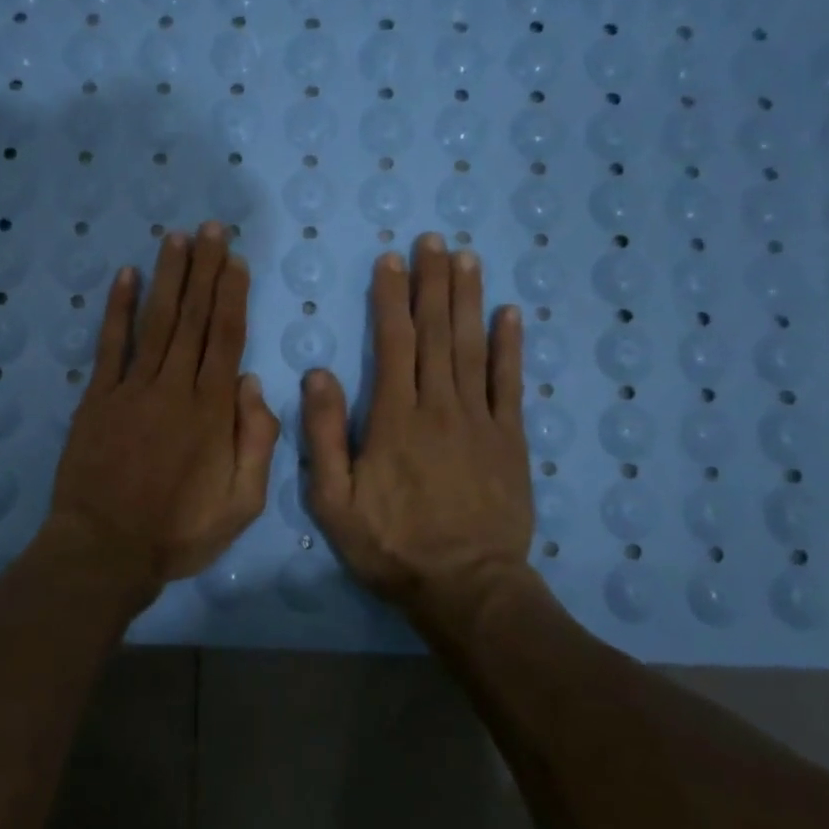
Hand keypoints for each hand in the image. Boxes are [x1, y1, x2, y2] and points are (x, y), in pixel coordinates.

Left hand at [50, 221, 279, 589]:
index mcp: (211, 411)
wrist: (105, 550)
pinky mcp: (97, 398)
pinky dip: (118, 309)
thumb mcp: (242, 503)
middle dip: (205, 269)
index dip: (231, 295)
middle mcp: (173, 387)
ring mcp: (131, 389)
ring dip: (168, 276)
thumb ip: (257, 441)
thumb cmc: (179, 531)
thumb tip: (253, 383)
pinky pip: (110, 345)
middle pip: (193, 318)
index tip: (236, 260)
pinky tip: (126, 276)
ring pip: (156, 321)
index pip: (225, 338)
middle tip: (212, 228)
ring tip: (177, 237)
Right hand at [303, 233, 538, 622]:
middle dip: (432, 282)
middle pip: (435, 332)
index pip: (392, 342)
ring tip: (466, 258)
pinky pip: (510, 383)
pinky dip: (510, 346)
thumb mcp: (335, 501)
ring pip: (471, 347)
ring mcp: (480, 420)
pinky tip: (509, 314)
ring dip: (468, 300)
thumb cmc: (392, 545)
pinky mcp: (510, 439)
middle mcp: (439, 406)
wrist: (466, 587)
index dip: (390, 297)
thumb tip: (318, 374)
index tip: (389, 260)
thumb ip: (326, 436)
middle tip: (432, 240)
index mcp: (395, 418)